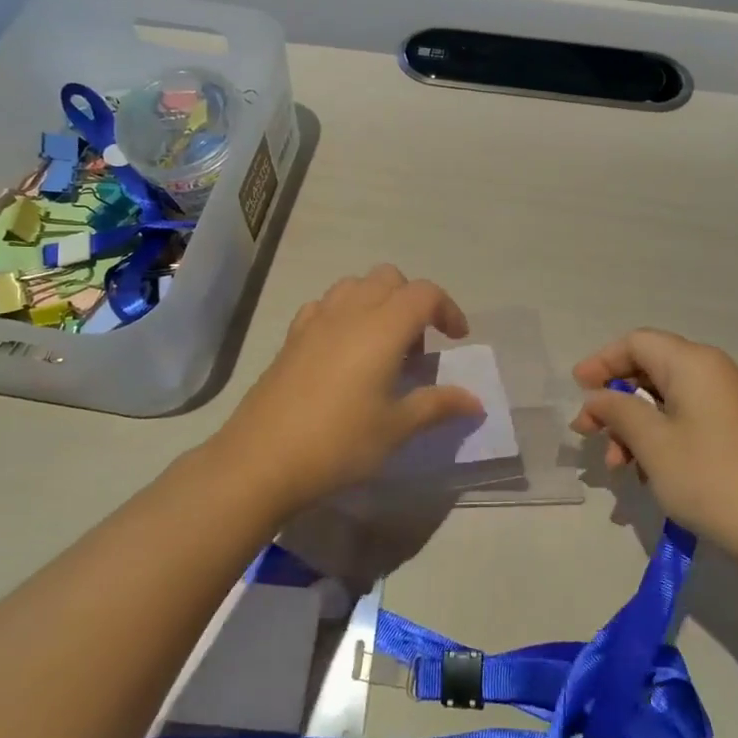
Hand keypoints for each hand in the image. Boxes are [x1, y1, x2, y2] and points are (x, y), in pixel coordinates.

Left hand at [215, 266, 483, 512]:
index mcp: (383, 327)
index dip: (448, 309)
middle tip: (418, 345)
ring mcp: (316, 320)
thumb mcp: (397, 428)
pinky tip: (343, 350)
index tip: (457, 339)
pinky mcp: (292, 337)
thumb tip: (475, 402)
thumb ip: (438, 406)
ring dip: (378, 301)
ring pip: (355, 285)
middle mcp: (350, 311)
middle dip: (413, 300)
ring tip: (382, 344)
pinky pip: (325, 305)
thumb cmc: (340, 442)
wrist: (261, 459)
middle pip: (390, 278)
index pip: (425, 293)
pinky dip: (344, 313)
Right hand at [570, 329, 737, 562]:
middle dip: (616, 400)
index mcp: (694, 363)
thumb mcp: (652, 442)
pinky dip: (660, 436)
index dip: (602, 362)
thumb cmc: (709, 477)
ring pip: (667, 398)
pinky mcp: (737, 429)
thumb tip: (598, 398)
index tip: (577, 390)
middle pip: (651, 368)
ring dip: (634, 425)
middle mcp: (714, 371)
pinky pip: (687, 417)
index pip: (637, 343)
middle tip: (589, 432)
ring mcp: (730, 401)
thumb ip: (617, 410)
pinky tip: (647, 472)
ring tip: (618, 466)